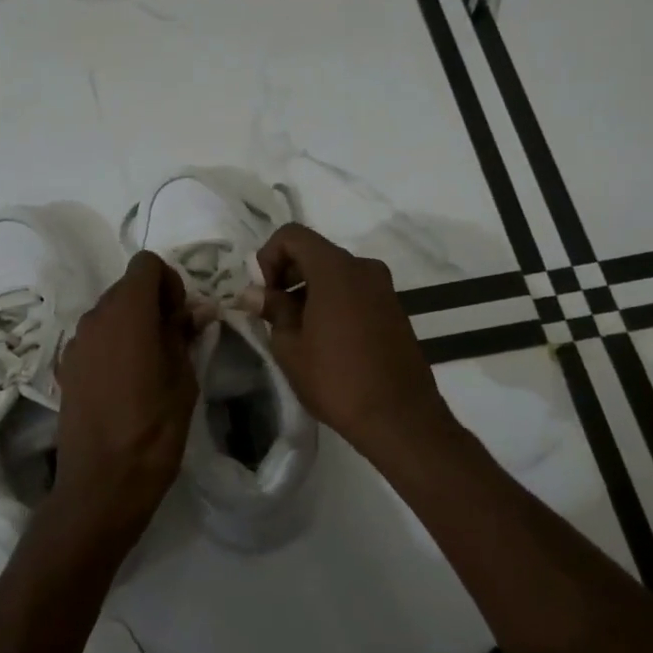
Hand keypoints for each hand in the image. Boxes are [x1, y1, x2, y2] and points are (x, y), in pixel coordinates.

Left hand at [49, 251, 199, 548]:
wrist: (101, 484)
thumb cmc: (153, 430)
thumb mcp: (183, 380)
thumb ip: (184, 335)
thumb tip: (194, 310)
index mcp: (127, 313)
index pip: (146, 264)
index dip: (170, 282)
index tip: (182, 317)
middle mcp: (94, 318)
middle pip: (126, 287)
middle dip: (153, 302)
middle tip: (175, 340)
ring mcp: (76, 343)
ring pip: (110, 312)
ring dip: (133, 323)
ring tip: (152, 364)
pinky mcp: (66, 367)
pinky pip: (95, 338)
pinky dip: (114, 344)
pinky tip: (126, 382)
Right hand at [249, 224, 456, 461]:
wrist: (399, 417)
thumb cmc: (336, 379)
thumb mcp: (290, 347)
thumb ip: (272, 310)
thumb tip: (253, 293)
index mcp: (336, 270)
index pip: (292, 235)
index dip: (268, 257)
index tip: (264, 294)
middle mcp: (363, 268)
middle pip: (315, 252)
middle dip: (287, 274)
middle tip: (273, 314)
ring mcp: (383, 288)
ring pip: (335, 273)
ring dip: (309, 291)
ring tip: (297, 332)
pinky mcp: (393, 309)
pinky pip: (354, 291)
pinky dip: (333, 302)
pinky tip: (325, 340)